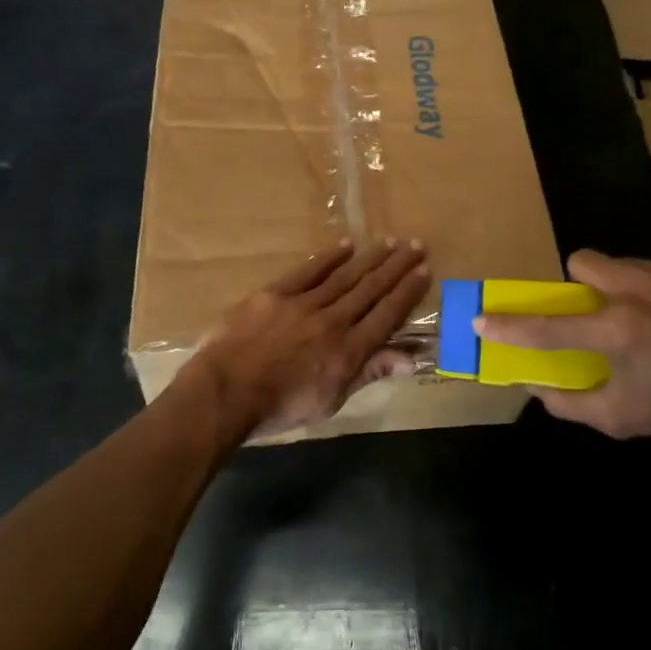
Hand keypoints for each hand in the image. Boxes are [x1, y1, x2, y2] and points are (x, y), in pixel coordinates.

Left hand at [184, 238, 431, 441]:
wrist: (225, 392)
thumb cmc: (278, 408)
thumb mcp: (330, 401)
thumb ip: (368, 373)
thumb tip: (411, 359)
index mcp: (348, 352)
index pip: (386, 316)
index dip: (407, 293)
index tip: (425, 271)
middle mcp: (332, 322)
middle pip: (370, 290)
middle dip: (396, 267)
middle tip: (416, 244)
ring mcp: (303, 304)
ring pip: (344, 276)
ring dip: (370, 258)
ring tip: (390, 242)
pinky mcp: (275, 294)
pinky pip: (309, 271)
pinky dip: (329, 258)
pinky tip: (346, 245)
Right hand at [476, 250, 650, 461]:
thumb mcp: (623, 420)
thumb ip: (571, 403)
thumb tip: (536, 386)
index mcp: (617, 331)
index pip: (547, 326)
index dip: (509, 326)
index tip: (481, 320)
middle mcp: (638, 290)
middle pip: (580, 262)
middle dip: (576, 285)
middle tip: (593, 313)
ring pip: (620, 263)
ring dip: (618, 287)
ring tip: (646, 318)